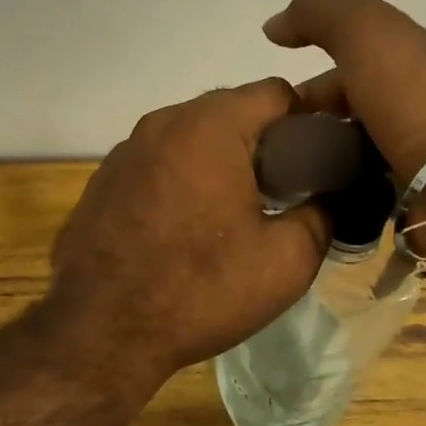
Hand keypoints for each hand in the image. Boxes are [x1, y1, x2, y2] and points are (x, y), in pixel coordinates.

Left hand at [46, 80, 329, 384]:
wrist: (100, 332)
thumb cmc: (199, 290)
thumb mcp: (286, 261)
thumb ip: (321, 216)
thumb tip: (325, 200)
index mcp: (210, 127)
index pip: (276, 92)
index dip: (308, 121)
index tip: (318, 161)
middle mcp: (162, 123)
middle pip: (230, 111)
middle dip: (263, 143)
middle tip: (283, 191)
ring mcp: (124, 151)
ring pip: (190, 138)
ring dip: (219, 162)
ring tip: (232, 214)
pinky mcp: (102, 182)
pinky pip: (157, 165)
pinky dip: (181, 181)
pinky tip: (183, 229)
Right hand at [263, 0, 425, 221]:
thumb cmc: (413, 96)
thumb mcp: (365, 31)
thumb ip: (318, 14)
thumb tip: (274, 26)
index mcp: (399, 63)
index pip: (338, 73)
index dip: (300, 91)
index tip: (268, 117)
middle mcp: (405, 106)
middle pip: (341, 118)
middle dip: (305, 133)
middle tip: (272, 158)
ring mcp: (409, 155)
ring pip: (347, 158)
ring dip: (317, 167)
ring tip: (284, 187)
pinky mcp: (409, 198)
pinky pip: (360, 194)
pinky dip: (336, 197)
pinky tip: (311, 207)